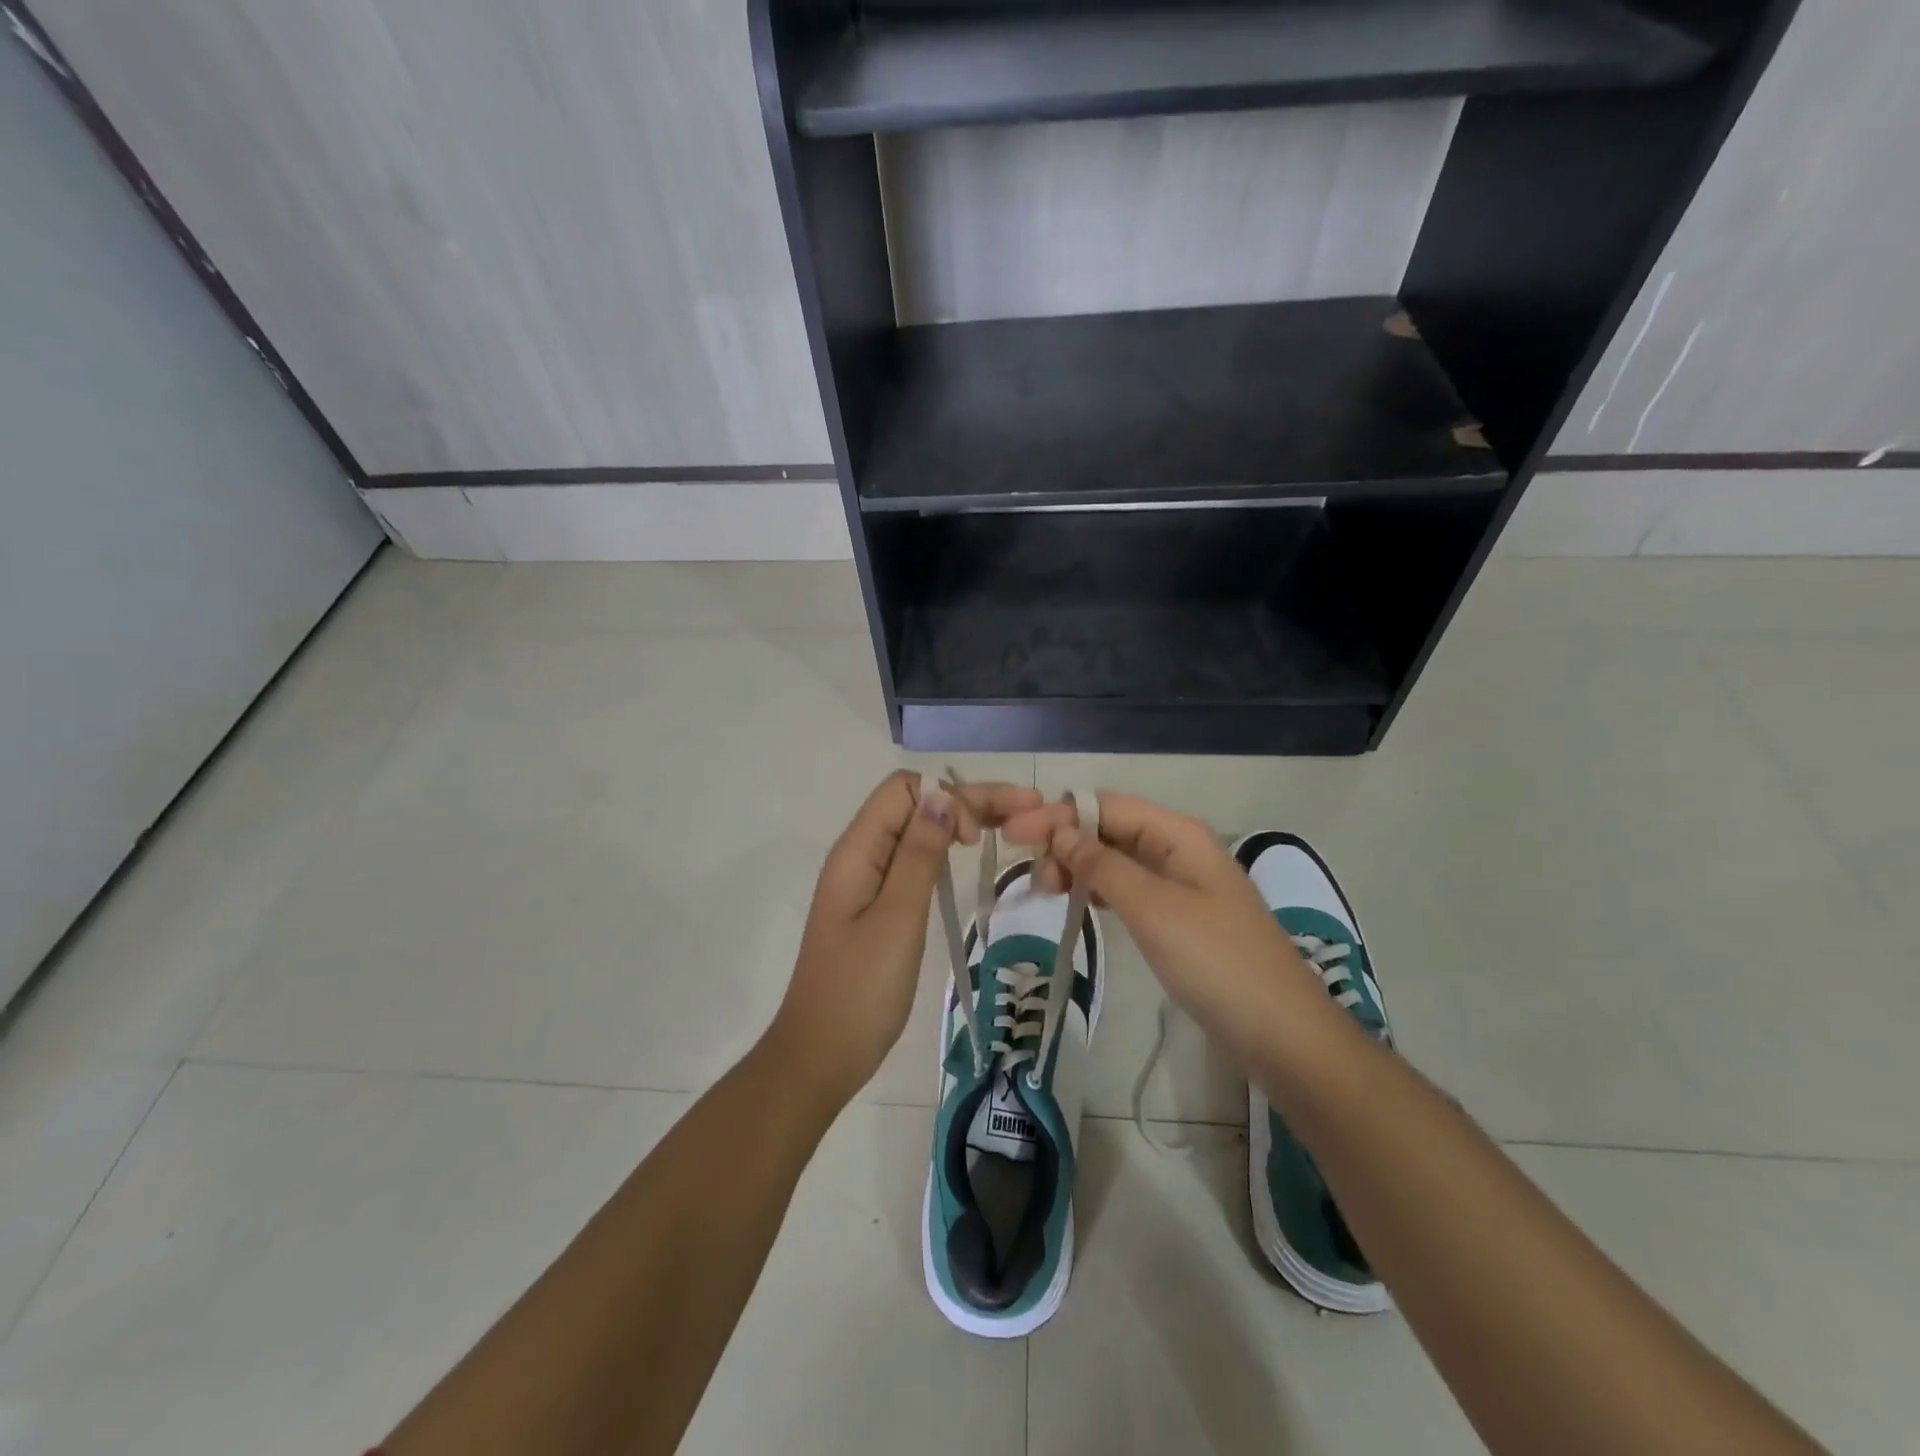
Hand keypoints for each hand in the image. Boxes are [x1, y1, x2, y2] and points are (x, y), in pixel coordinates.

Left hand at [769, 770, 1042, 1104]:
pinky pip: (914, 859)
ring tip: (1013, 826)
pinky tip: (971, 856)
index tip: (980, 835)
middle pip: (916, 805)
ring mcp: (868, 881)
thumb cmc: (859, 991)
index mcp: (857, 851)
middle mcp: (861, 855)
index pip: (905, 789)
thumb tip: (942, 795)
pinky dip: (946, 850)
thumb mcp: (896, 919)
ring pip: (919, 830)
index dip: (948, 796)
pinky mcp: (878, 906)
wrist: (821, 1056)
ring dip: (961, 821)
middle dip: (970, 800)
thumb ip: (917, 855)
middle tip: (1030, 808)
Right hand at [1004, 791, 1352, 1073]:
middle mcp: (1178, 848)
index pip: (1105, 805)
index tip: (1012, 836)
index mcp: (1178, 834)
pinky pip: (1129, 888)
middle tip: (1034, 880)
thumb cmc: (1216, 962)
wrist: (1282, 1034)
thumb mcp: (1152, 908)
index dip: (1057, 815)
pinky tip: (1077, 902)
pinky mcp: (1179, 917)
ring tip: (1046, 892)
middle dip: (1065, 841)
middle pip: (1109, 828)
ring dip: (1078, 866)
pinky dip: (1098, 890)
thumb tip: (1059, 832)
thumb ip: (1102, 865)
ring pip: (1116, 859)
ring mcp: (1181, 884)